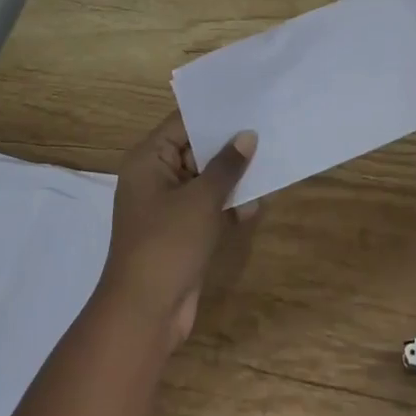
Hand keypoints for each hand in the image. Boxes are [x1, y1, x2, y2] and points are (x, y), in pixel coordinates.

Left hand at [97, 113, 258, 347]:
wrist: (145, 313)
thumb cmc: (168, 244)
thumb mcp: (201, 199)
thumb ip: (227, 165)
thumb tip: (247, 136)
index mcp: (148, 160)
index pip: (183, 123)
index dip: (215, 115)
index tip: (249, 103)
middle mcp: (155, 177)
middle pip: (196, 150)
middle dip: (230, 146)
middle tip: (268, 129)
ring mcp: (168, 206)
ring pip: (206, 180)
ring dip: (234, 178)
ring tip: (270, 166)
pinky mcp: (181, 231)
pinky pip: (208, 206)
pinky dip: (228, 205)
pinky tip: (256, 205)